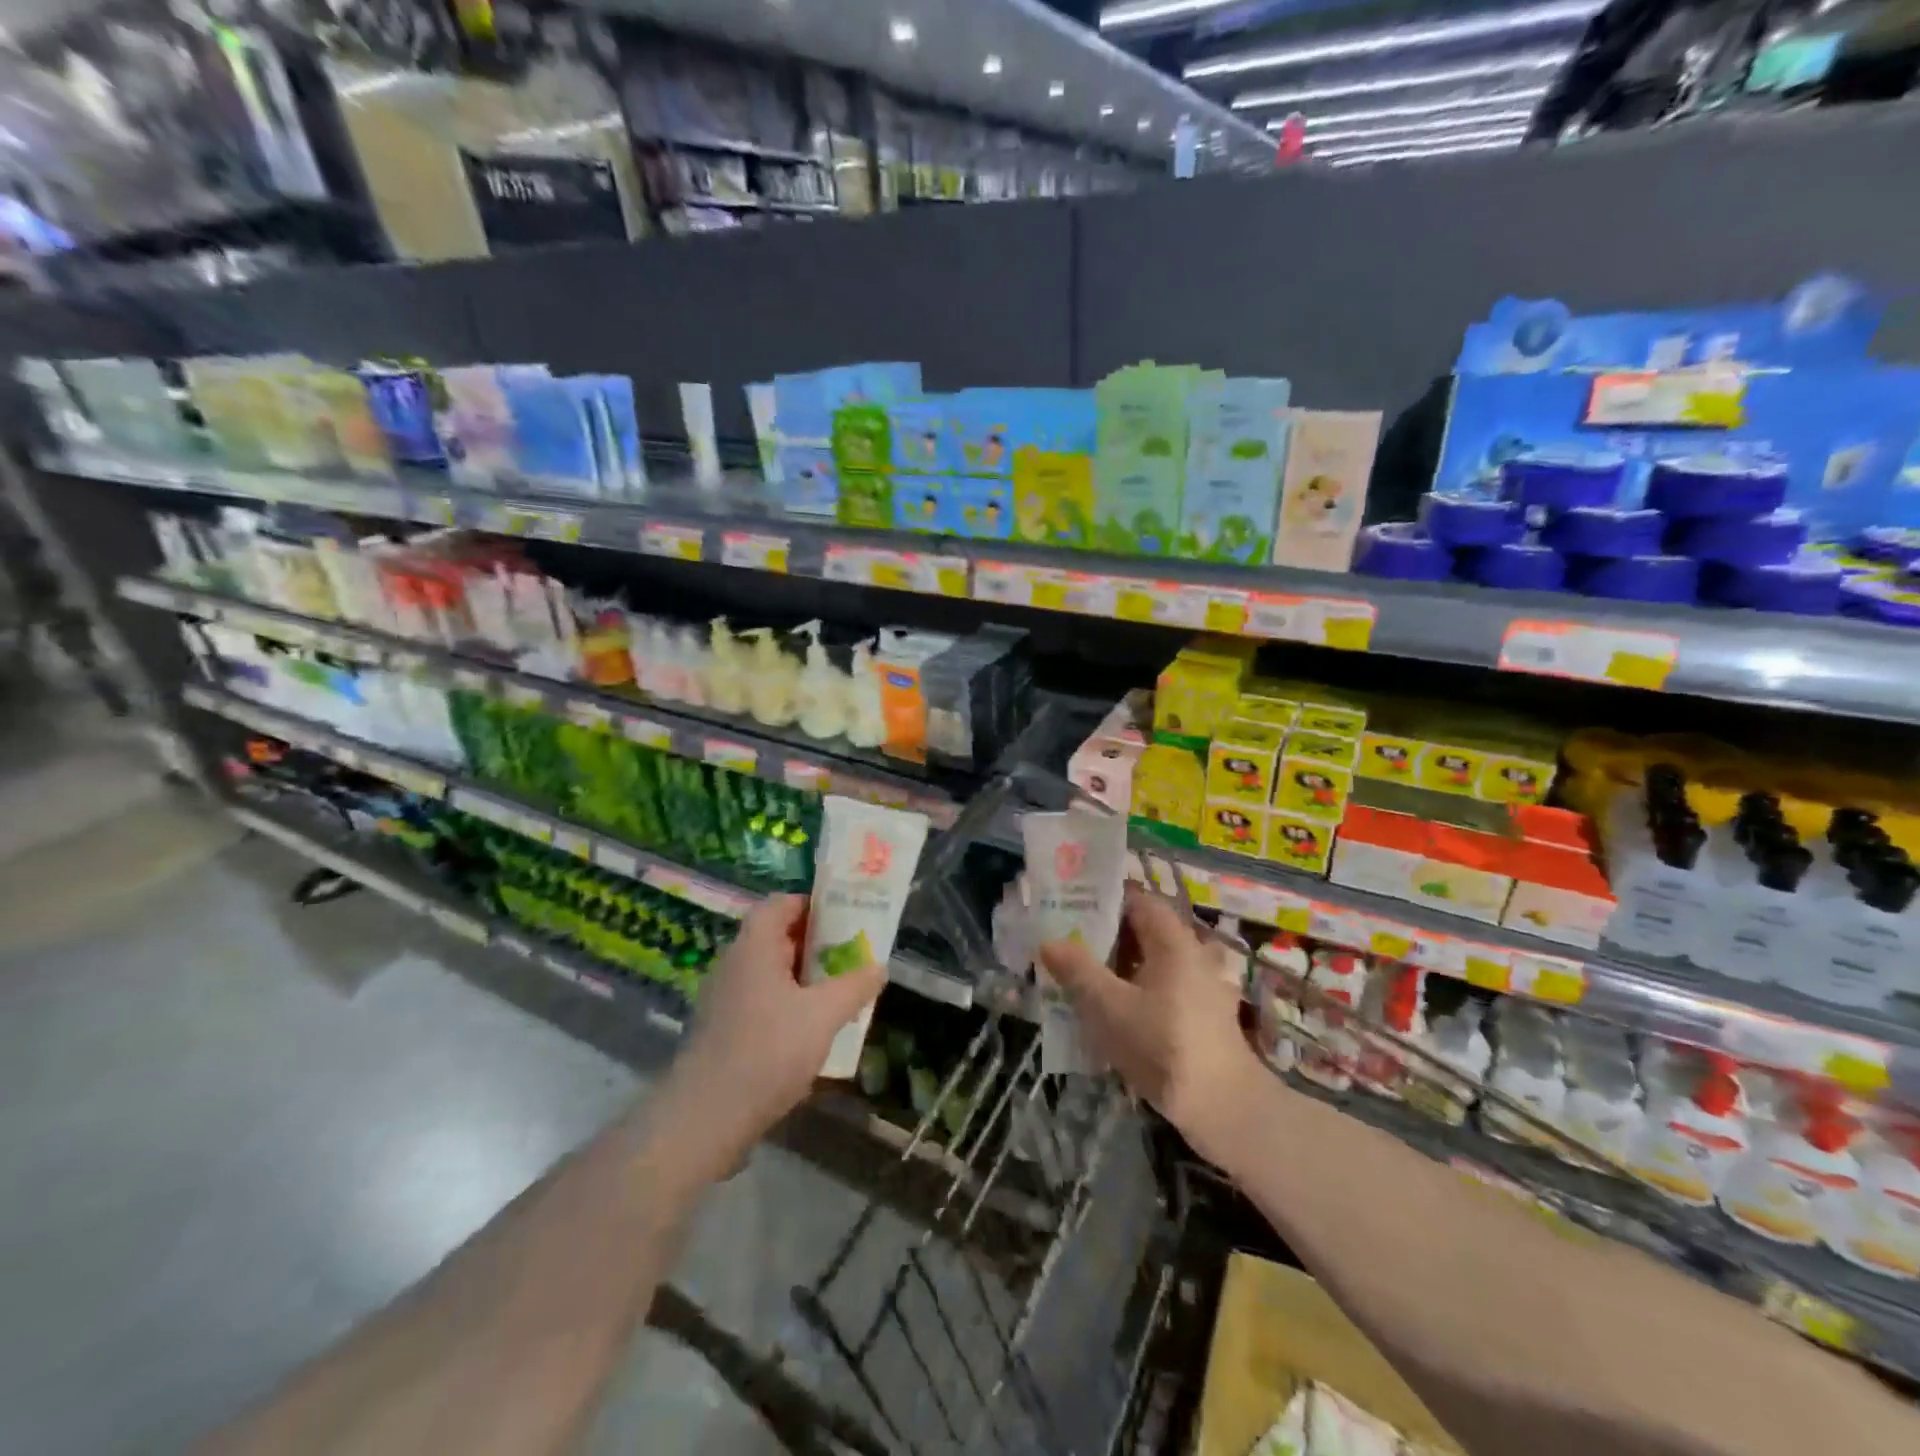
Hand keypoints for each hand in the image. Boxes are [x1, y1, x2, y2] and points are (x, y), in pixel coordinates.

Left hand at [659, 895, 885, 1178]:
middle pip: (778, 937)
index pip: (782, 903)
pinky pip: (761, 1001)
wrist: (704, 1119)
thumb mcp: (823, 1016)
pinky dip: (788, 1004)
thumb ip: (854, 986)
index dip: (814, 905)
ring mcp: (724, 998)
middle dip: (818, 944)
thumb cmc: (767, 1052)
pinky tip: (812, 1030)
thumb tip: (879, 967)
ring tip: (841, 992)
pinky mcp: (722, 1030)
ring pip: (771, 972)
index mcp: (754, 946)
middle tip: (853, 955)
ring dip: (805, 978)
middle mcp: (735, 963)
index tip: (847, 919)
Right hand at [1038, 884, 1263, 1165]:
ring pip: (1154, 961)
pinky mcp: (1205, 1015)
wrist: (1226, 1109)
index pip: (1139, 900)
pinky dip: (1139, 989)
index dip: (1106, 899)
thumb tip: (1048, 941)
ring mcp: (1204, 986)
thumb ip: (1078, 971)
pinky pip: (1165, 987)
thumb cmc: (1165, 1048)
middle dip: (1107, 934)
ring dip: (1121, 965)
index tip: (1072, 906)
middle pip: (1146, 931)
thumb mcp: (1110, 1008)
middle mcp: (1194, 954)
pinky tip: (1115, 1012)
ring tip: (1084, 977)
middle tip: (1068, 942)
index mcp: (1174, 941)